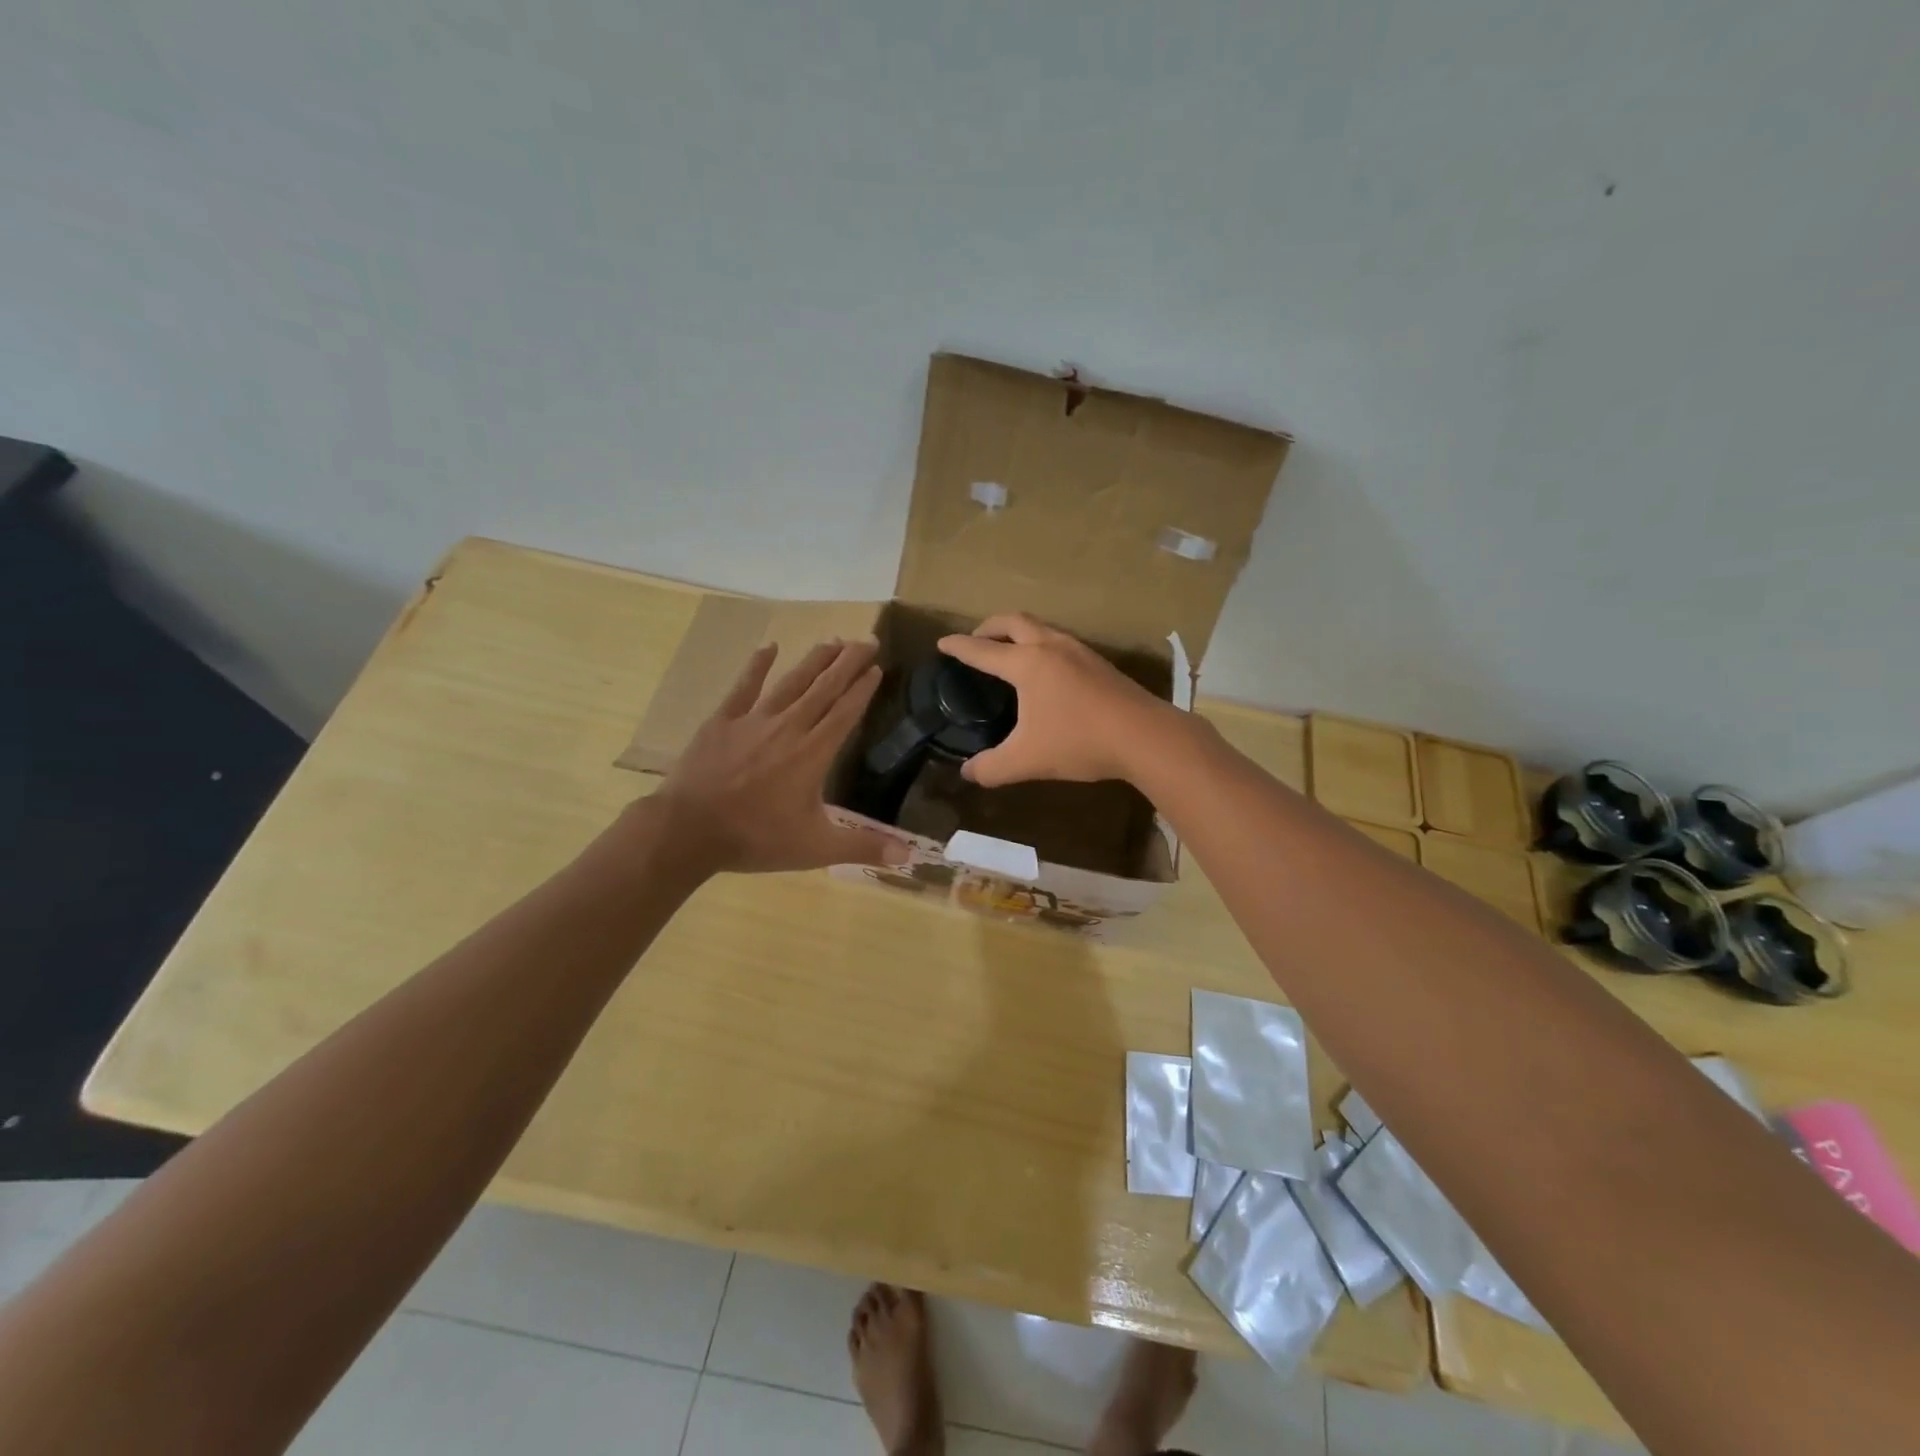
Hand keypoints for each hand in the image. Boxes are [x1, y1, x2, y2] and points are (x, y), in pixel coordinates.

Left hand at [653, 639, 908, 873]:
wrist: (689, 830)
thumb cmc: (756, 838)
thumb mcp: (816, 848)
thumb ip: (863, 847)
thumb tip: (909, 856)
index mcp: (813, 753)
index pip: (846, 712)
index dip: (863, 689)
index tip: (877, 667)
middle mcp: (789, 727)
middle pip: (824, 688)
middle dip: (848, 663)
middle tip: (866, 640)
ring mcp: (753, 720)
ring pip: (791, 682)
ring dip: (814, 660)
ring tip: (833, 640)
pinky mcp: (722, 721)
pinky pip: (744, 687)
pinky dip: (757, 666)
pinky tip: (769, 647)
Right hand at [935, 614, 1176, 787]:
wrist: (1144, 736)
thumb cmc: (1079, 742)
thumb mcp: (1026, 760)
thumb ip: (991, 768)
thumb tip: (967, 773)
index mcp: (1027, 664)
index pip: (983, 651)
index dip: (959, 647)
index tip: (943, 643)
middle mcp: (1051, 647)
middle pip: (1013, 622)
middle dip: (989, 627)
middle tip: (976, 639)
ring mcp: (1080, 651)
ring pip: (1041, 628)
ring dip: (1019, 632)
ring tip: (1010, 651)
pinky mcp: (1100, 663)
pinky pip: (1060, 641)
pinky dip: (1041, 644)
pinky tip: (1048, 670)